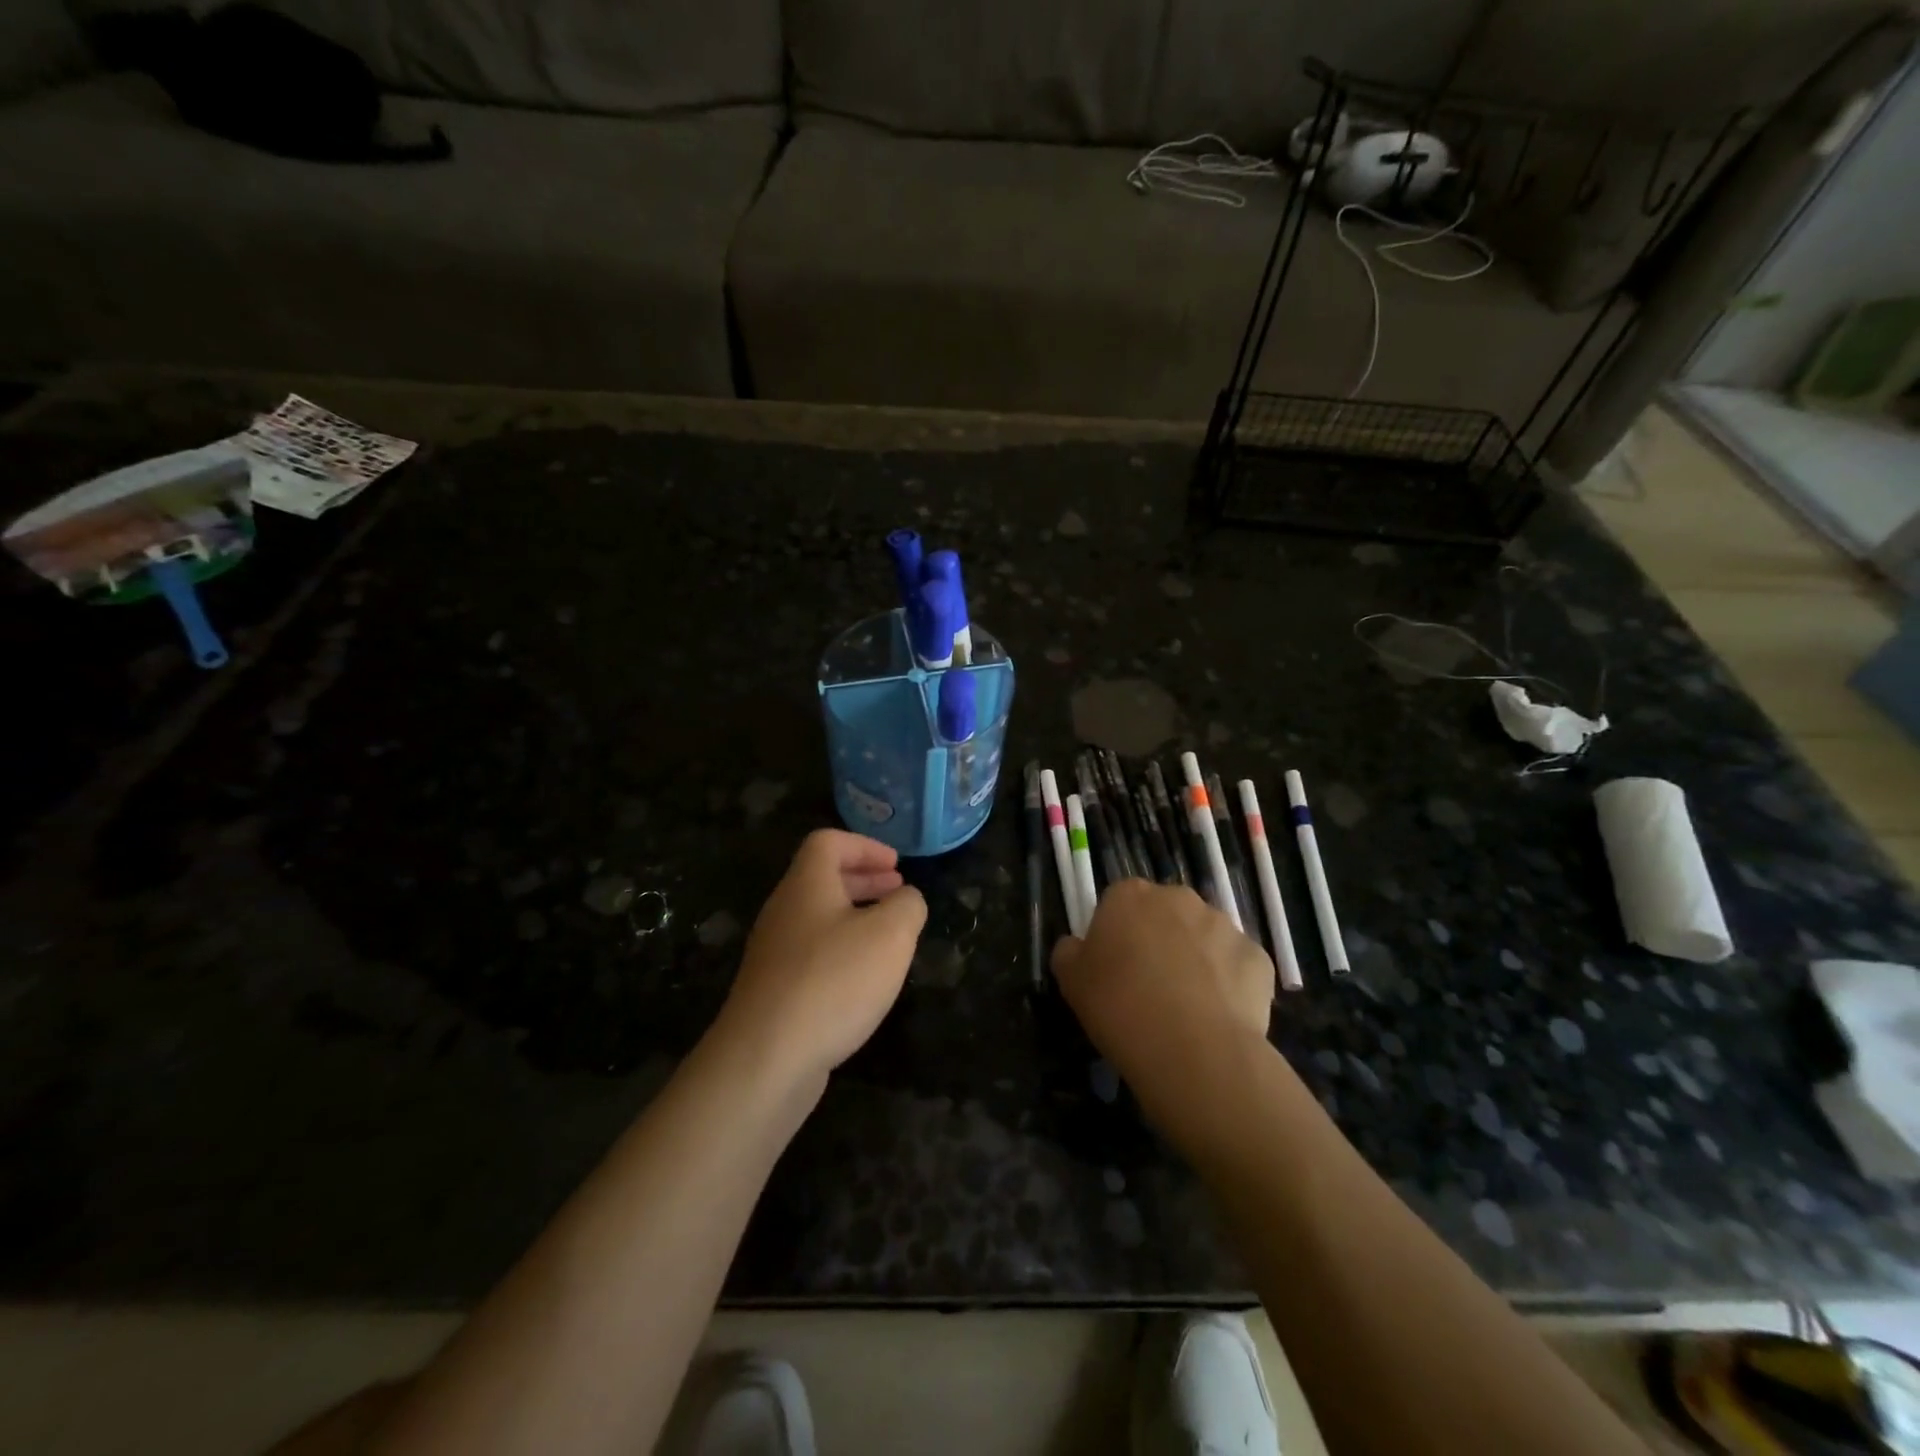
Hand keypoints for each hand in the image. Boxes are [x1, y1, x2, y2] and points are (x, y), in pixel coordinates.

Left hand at [716, 829, 926, 1086]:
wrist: (765, 1058)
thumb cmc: (833, 981)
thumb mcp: (890, 935)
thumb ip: (907, 907)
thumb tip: (906, 900)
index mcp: (806, 884)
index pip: (828, 842)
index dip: (865, 846)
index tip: (897, 866)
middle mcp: (784, 910)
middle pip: (821, 878)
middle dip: (864, 880)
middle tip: (898, 891)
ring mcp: (774, 952)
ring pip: (817, 917)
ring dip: (855, 916)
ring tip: (889, 936)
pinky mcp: (773, 990)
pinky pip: (811, 953)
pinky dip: (841, 951)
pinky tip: (863, 979)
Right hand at [1052, 880, 1272, 1086]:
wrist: (1193, 1050)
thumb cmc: (1120, 1007)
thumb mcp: (1070, 981)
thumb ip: (1069, 952)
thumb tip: (1076, 946)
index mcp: (1130, 895)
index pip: (1118, 902)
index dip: (1116, 933)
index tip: (1113, 967)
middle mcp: (1179, 898)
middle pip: (1165, 913)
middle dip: (1159, 940)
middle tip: (1149, 986)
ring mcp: (1224, 925)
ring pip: (1204, 937)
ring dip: (1196, 959)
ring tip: (1187, 1008)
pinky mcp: (1258, 957)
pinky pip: (1237, 966)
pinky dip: (1229, 984)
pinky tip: (1218, 1017)